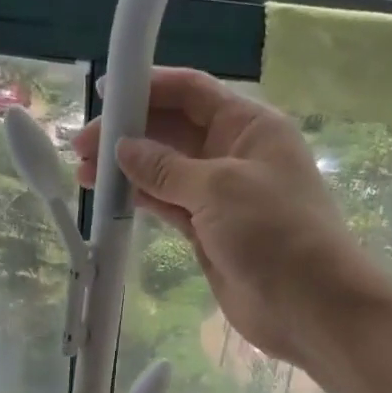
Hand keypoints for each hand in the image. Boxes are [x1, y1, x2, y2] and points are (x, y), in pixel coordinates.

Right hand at [73, 68, 386, 367]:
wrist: (310, 305)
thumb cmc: (274, 232)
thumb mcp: (219, 188)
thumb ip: (166, 167)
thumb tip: (124, 149)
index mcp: (248, 126)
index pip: (192, 92)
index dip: (149, 87)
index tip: (104, 95)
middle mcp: (234, 153)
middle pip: (173, 130)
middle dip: (129, 133)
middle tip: (82, 148)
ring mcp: (220, 195)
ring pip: (166, 170)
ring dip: (128, 169)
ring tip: (84, 174)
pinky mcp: (209, 231)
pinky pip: (169, 205)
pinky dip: (143, 199)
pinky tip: (111, 197)